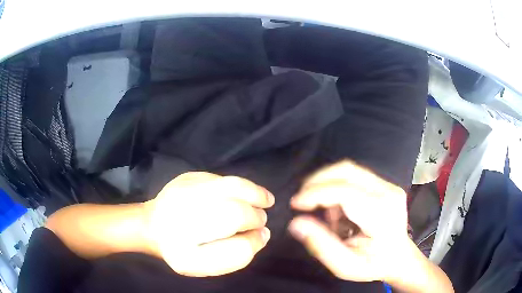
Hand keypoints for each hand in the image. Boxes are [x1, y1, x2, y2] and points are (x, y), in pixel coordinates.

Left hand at [144, 172, 273, 276]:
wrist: (152, 224)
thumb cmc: (180, 248)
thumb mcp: (204, 265)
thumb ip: (235, 256)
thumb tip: (262, 234)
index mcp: (185, 253)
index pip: (234, 249)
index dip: (254, 242)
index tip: (262, 235)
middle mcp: (181, 221)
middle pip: (234, 215)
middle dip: (255, 217)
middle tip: (261, 219)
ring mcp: (183, 194)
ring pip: (231, 189)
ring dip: (254, 194)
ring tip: (265, 201)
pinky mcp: (187, 177)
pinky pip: (222, 179)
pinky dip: (240, 186)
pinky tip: (245, 194)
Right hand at [288, 160, 409, 282]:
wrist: (399, 257)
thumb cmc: (373, 265)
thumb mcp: (345, 266)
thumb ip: (321, 246)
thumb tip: (296, 223)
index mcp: (382, 215)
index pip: (345, 191)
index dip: (316, 193)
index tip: (295, 203)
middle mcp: (388, 192)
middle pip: (347, 170)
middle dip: (318, 181)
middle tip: (303, 200)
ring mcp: (388, 185)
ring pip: (348, 170)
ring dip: (328, 186)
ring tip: (328, 215)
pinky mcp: (384, 183)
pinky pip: (354, 176)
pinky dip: (337, 188)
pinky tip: (340, 211)